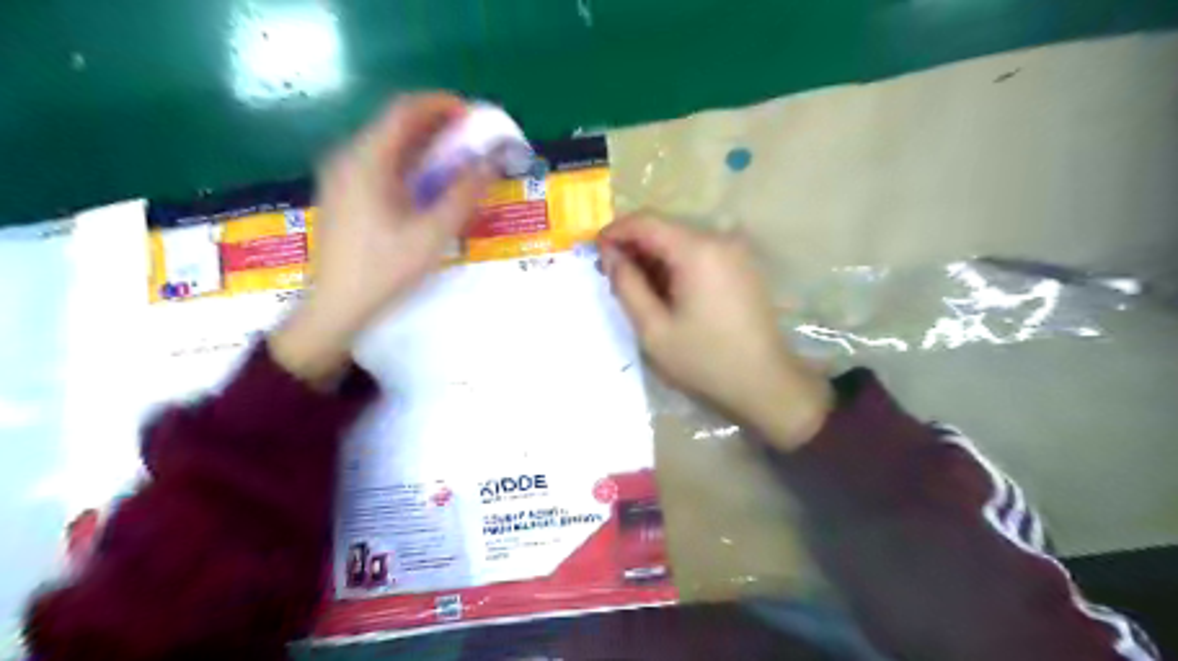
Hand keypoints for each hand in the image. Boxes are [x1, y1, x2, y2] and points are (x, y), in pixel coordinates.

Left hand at [271, 91, 492, 381]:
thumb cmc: (385, 270)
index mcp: (367, 161)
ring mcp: (340, 177)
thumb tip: (491, 162)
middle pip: (395, 126)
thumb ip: (464, 194)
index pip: (404, 111)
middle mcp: (348, 158)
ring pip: (387, 146)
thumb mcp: (432, 234)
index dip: (441, 106)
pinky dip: (407, 165)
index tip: (473, 117)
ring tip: (455, 165)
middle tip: (471, 143)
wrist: (336, 307)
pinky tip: (425, 188)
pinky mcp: (341, 195)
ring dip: (423, 148)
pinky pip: (378, 165)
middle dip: (436, 128)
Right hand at [602, 215, 831, 451]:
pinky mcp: (742, 265)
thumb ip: (626, 285)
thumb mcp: (653, 329)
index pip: (646, 221)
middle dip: (634, 246)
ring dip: (654, 257)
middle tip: (611, 275)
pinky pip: (700, 252)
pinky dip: (676, 264)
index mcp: (697, 250)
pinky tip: (666, 291)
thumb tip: (610, 255)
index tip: (594, 251)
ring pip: (681, 240)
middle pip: (665, 228)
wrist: (765, 382)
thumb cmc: (704, 360)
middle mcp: (720, 239)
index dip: (615, 232)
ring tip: (636, 287)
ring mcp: (735, 250)